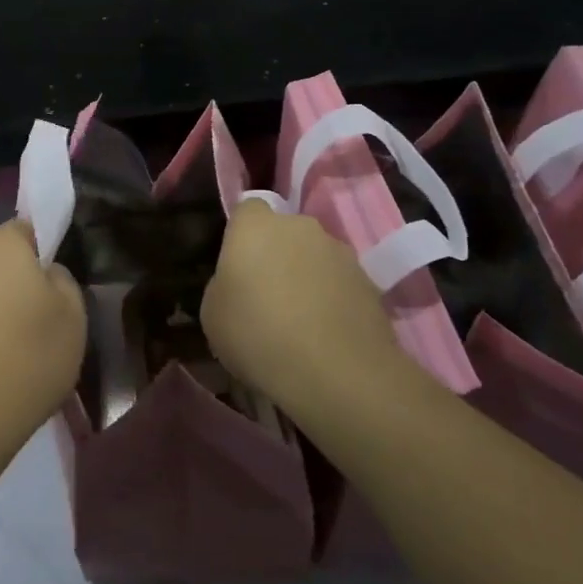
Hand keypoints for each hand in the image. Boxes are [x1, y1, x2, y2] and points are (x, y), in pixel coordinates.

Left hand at [0, 220, 86, 470]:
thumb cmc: (27, 359)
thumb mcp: (73, 317)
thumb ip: (63, 281)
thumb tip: (45, 274)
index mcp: (0, 248)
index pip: (25, 227)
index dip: (43, 249)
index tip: (55, 284)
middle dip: (16, 283)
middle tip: (40, 322)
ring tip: (12, 354)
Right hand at [202, 201, 403, 418]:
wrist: (336, 372)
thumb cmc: (258, 335)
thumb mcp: (212, 314)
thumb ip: (224, 284)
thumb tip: (239, 283)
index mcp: (255, 226)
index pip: (247, 210)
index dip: (242, 235)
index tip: (237, 266)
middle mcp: (300, 227)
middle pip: (284, 231)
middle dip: (276, 253)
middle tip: (266, 294)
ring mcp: (340, 252)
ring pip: (315, 256)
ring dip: (307, 276)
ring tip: (300, 319)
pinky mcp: (370, 281)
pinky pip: (340, 282)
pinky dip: (332, 299)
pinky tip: (325, 334)